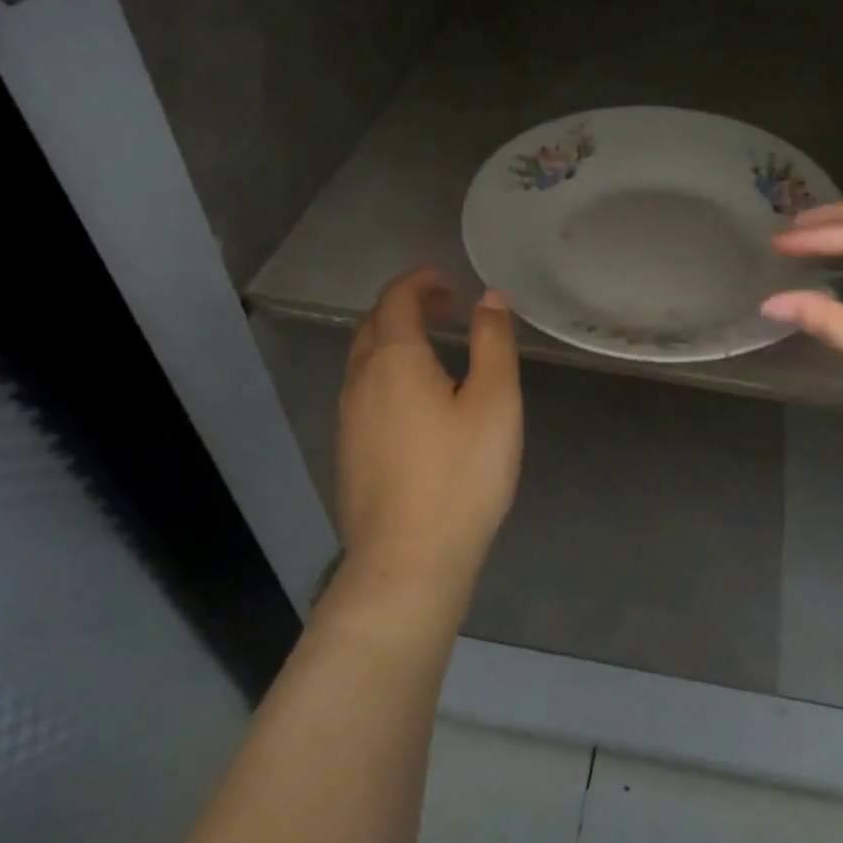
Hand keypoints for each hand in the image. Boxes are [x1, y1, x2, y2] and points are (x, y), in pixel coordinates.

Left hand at [335, 269, 522, 585]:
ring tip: (434, 349)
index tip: (448, 282)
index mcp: (394, 360)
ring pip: (363, 361)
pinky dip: (387, 374)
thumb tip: (489, 298)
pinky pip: (363, 393)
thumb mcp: (495, 401)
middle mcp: (360, 381)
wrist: (407, 561)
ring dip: (394, 341)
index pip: (395, 299)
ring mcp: (347, 419)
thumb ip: (493, 342)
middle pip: (373, 326)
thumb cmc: (460, 475)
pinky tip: (415, 402)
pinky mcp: (347, 452)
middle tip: (445, 309)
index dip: (420, 282)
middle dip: (406, 307)